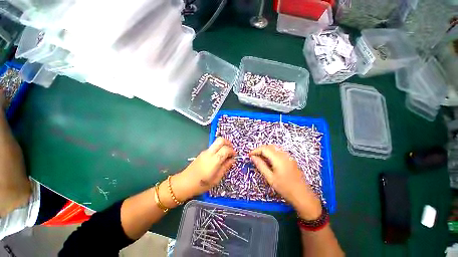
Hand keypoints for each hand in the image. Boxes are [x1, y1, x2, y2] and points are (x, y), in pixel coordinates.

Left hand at [172, 137, 235, 200]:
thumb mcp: (217, 178)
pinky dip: (218, 148)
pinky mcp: (202, 153)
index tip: (234, 156)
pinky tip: (219, 157)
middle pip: (220, 140)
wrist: (184, 183)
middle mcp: (209, 153)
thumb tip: (232, 160)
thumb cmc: (202, 184)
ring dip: (223, 145)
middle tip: (231, 150)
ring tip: (226, 155)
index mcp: (214, 160)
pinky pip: (213, 147)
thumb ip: (225, 167)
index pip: (226, 149)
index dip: (232, 151)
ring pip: (216, 142)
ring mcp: (205, 152)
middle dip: (228, 143)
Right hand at [249, 145, 321, 219]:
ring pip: (275, 148)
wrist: (303, 195)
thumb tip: (253, 157)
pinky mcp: (291, 159)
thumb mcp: (270, 178)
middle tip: (254, 157)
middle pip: (269, 146)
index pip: (264, 149)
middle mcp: (284, 155)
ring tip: (260, 158)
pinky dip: (272, 153)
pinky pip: (279, 152)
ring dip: (266, 150)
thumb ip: (260, 165)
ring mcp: (289, 156)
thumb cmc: (285, 188)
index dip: (255, 150)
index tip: (249, 155)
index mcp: (278, 159)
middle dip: (260, 150)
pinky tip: (270, 160)